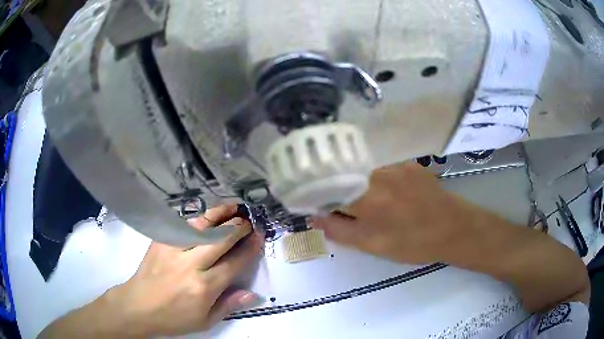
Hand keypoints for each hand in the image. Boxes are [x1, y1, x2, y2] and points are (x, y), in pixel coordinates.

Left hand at [104, 204, 262, 336]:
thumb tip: (253, 293)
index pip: (233, 263)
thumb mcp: (205, 321)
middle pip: (219, 239)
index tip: (258, 237)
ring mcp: (173, 249)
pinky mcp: (160, 241)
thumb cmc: (173, 318)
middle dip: (237, 227)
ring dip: (219, 215)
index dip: (249, 249)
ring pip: (201, 226)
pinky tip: (207, 215)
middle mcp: (190, 265)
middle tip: (248, 221)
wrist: (138, 306)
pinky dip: (198, 218)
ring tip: (233, 207)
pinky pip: (182, 225)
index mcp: (204, 287)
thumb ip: (229, 305)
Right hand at [311, 162, 495, 264]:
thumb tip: (313, 217)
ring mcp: (394, 164)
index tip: (310, 202)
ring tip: (365, 200)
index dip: (314, 194)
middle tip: (338, 205)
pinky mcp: (407, 162)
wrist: (454, 228)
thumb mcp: (372, 245)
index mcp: (365, 197)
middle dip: (333, 188)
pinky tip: (386, 193)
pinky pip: (380, 167)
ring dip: (354, 182)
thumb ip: (339, 230)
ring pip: (360, 170)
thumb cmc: (413, 243)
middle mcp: (376, 173)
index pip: (325, 188)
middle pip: (341, 174)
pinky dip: (374, 178)